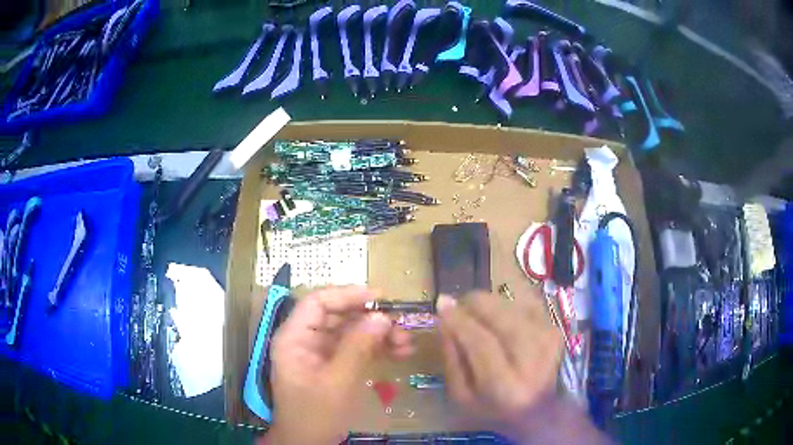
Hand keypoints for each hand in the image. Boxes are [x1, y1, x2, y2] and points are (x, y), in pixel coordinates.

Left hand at [264, 286, 413, 444]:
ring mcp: (319, 353)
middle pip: (338, 316)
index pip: (318, 302)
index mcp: (295, 338)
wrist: (309, 443)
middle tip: (401, 325)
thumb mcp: (338, 381)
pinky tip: (399, 353)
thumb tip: (382, 317)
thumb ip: (358, 347)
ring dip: (378, 335)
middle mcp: (305, 340)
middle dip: (370, 319)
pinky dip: (376, 349)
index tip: (380, 298)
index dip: (348, 294)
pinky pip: (355, 349)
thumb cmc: (316, 414)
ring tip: (406, 343)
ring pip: (350, 332)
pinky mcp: (333, 366)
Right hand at [438, 292, 584, 442]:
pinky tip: (497, 311)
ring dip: (489, 303)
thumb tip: (444, 319)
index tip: (441, 304)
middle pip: (501, 318)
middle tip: (457, 305)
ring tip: (475, 311)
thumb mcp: (461, 397)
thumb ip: (451, 359)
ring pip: (513, 306)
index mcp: (504, 387)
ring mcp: (548, 342)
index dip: (459, 320)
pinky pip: (528, 302)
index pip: (480, 342)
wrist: (538, 411)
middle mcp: (532, 361)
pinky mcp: (555, 330)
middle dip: (474, 303)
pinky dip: (508, 301)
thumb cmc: (493, 409)